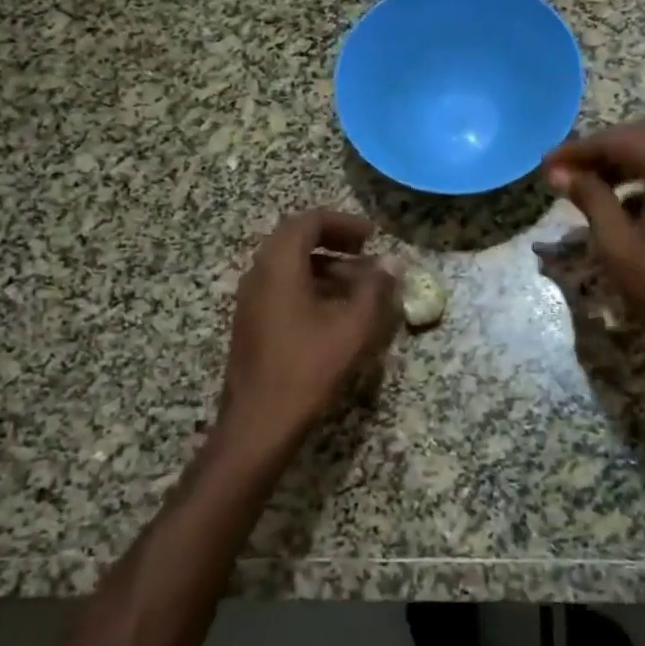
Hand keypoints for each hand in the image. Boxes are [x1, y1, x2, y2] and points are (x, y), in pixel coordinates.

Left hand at [218, 209, 399, 457]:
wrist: (258, 423)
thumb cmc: (307, 368)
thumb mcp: (352, 327)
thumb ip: (376, 289)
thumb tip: (393, 264)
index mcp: (279, 265)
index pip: (309, 222)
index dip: (344, 223)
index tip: (372, 236)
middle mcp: (259, 274)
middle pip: (296, 241)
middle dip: (335, 243)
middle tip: (366, 254)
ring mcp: (251, 300)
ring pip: (290, 267)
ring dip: (326, 268)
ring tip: (361, 287)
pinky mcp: (252, 324)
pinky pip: (283, 290)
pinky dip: (312, 288)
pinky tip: (337, 314)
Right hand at [543, 122, 644, 393]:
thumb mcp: (618, 245)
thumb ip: (589, 198)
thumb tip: (559, 172)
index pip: (619, 141)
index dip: (578, 150)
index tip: (545, 163)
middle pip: (644, 137)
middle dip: (601, 150)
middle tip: (564, 169)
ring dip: (623, 164)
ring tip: (585, 185)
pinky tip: (621, 204)